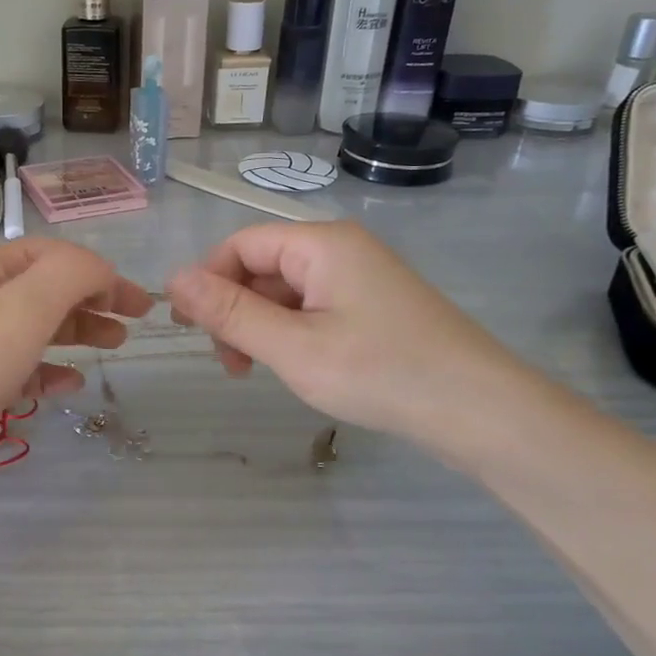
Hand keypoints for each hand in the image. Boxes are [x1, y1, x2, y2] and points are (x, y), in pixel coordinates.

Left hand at [0, 240, 151, 514]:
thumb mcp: (24, 306)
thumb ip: (71, 276)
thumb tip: (103, 273)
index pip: (50, 254)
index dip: (95, 269)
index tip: (132, 300)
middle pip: (47, 290)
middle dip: (92, 299)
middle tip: (134, 322)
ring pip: (39, 329)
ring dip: (78, 332)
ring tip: (114, 345)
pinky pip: (24, 371)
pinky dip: (51, 373)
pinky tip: (70, 386)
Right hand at [165, 222, 530, 450]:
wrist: (484, 412)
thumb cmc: (382, 373)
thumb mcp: (293, 347)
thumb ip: (229, 313)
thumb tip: (171, 280)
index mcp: (320, 243)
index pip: (240, 245)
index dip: (206, 281)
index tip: (187, 330)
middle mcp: (339, 249)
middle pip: (261, 266)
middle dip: (233, 309)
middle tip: (228, 364)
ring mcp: (360, 278)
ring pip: (284, 291)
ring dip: (259, 326)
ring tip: (255, 371)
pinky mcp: (373, 307)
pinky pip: (312, 308)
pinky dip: (289, 333)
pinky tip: (293, 366)